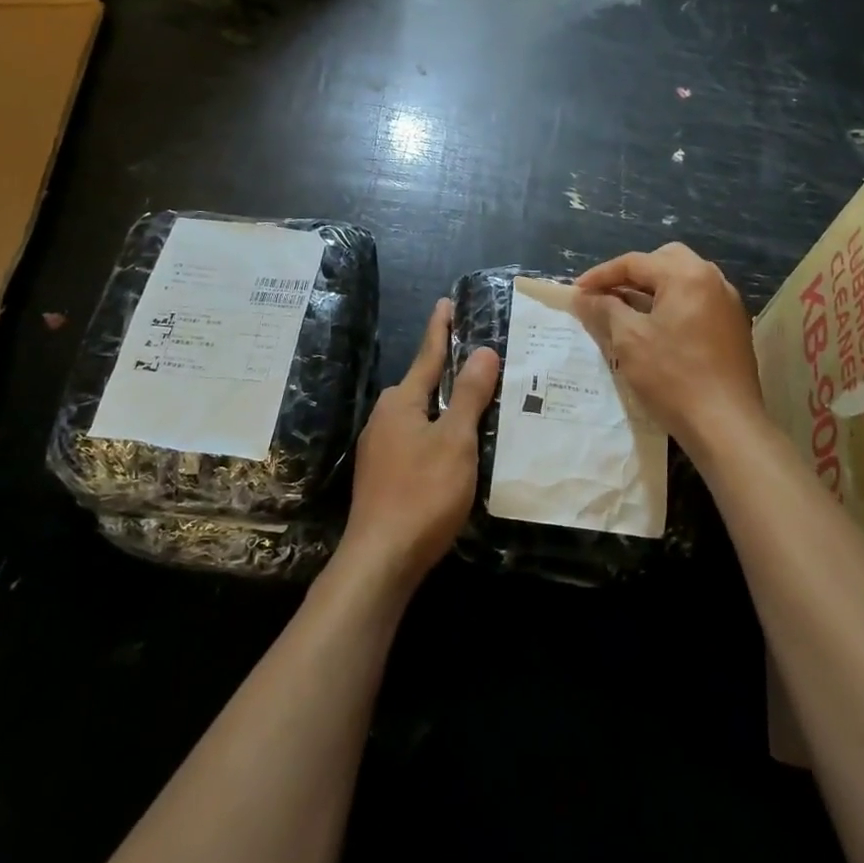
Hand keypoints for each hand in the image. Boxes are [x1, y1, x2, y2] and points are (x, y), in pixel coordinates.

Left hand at [338, 299, 499, 591]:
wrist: (380, 560)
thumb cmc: (422, 492)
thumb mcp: (455, 440)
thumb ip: (468, 394)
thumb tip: (483, 350)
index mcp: (401, 401)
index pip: (427, 354)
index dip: (441, 328)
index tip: (446, 302)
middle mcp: (385, 417)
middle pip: (423, 384)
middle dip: (448, 370)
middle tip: (482, 360)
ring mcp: (380, 447)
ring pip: (420, 415)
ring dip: (444, 405)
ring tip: (476, 401)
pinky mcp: (383, 475)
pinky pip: (416, 438)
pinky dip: (437, 432)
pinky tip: (454, 447)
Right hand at [574, 244, 763, 456]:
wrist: (726, 425)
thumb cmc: (673, 377)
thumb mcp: (629, 340)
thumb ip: (605, 309)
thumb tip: (584, 296)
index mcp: (687, 275)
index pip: (635, 262)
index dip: (601, 275)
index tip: (577, 291)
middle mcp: (713, 280)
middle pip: (664, 261)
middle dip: (632, 274)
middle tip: (607, 295)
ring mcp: (728, 304)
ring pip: (683, 280)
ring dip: (653, 289)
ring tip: (627, 311)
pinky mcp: (734, 327)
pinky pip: (697, 301)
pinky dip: (673, 305)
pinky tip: (657, 329)